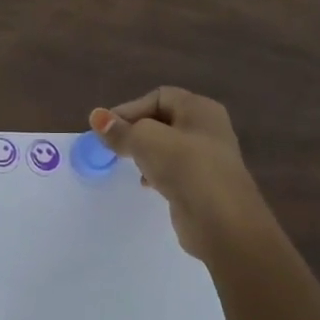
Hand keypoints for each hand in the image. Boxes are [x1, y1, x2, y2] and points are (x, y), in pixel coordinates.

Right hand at [90, 87, 271, 259]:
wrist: (222, 222)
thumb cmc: (185, 168)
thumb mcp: (145, 141)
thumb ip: (120, 129)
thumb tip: (96, 116)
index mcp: (200, 109)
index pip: (158, 97)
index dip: (130, 109)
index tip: (107, 130)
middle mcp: (207, 128)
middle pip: (162, 121)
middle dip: (135, 131)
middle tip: (113, 147)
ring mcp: (207, 158)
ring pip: (166, 147)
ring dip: (145, 153)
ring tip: (128, 164)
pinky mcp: (202, 184)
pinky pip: (173, 170)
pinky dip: (156, 173)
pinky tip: (147, 184)